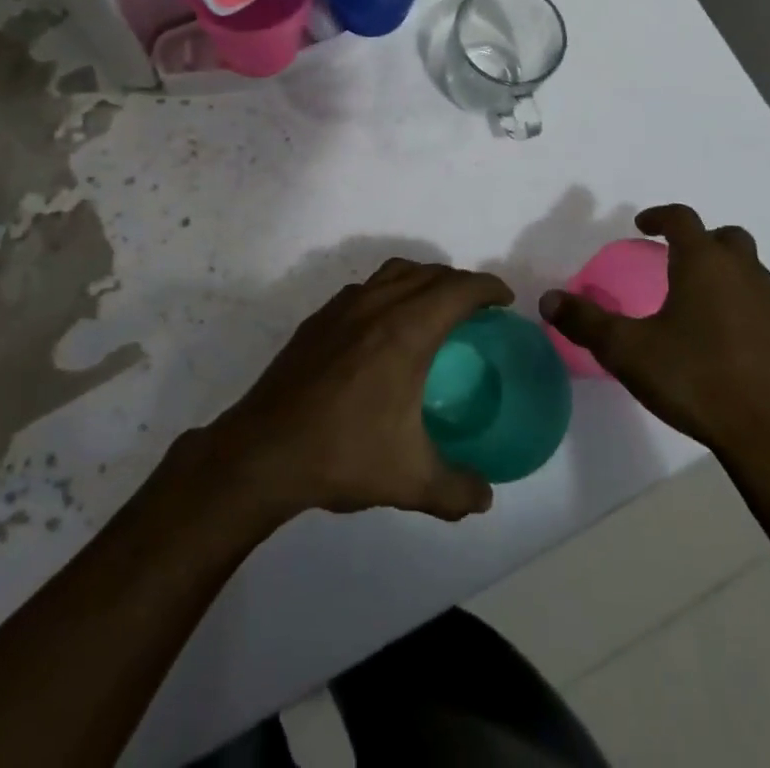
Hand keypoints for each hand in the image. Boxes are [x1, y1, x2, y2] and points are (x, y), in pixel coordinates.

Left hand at [204, 260, 513, 523]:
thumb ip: (457, 490)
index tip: (504, 301)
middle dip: (459, 282)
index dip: (487, 288)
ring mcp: (342, 308)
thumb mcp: (411, 481)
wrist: (264, 451)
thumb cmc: (343, 454)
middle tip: (477, 309)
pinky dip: (388, 291)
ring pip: (393, 273)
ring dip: (422, 279)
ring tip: (434, 308)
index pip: (458, 289)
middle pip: (428, 273)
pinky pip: (365, 288)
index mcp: (406, 330)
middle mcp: (376, 305)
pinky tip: (384, 328)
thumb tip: (485, 497)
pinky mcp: (318, 319)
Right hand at [541, 204, 769, 486]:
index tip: (642, 226)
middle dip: (701, 241)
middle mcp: (745, 275)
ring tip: (700, 303)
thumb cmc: (695, 380)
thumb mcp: (626, 351)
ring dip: (727, 276)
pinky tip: (730, 343)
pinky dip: (748, 312)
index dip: (660, 216)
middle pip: (727, 238)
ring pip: (752, 273)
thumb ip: (585, 322)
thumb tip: (548, 299)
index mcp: (704, 264)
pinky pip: (767, 311)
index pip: (682, 219)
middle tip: (676, 259)